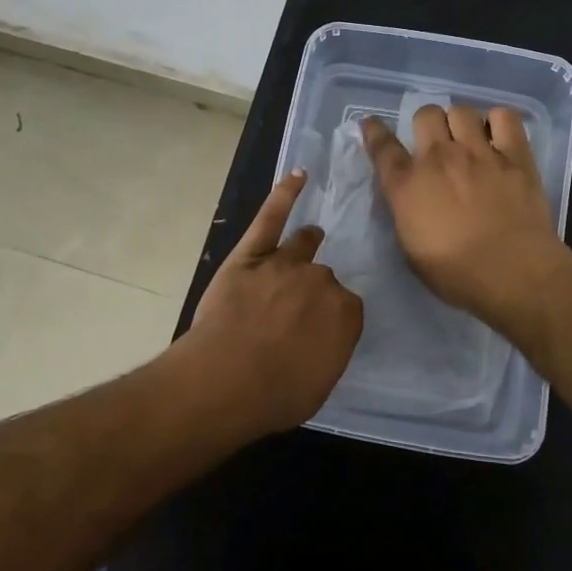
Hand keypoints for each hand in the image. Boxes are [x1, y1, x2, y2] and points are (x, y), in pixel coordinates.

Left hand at [186, 171, 363, 432]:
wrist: (225, 380)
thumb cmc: (275, 394)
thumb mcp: (319, 384)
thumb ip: (330, 351)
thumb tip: (326, 337)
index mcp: (345, 313)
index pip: (346, 308)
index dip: (330, 320)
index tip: (317, 333)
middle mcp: (321, 281)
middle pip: (323, 277)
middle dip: (312, 292)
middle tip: (295, 313)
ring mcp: (285, 263)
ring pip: (303, 246)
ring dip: (308, 243)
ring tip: (312, 236)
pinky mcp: (251, 254)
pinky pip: (271, 217)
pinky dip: (284, 194)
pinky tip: (297, 176)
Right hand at [361, 105, 567, 327]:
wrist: (512, 272)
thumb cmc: (456, 274)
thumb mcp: (411, 250)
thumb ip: (406, 214)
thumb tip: (411, 200)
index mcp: (408, 185)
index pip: (383, 146)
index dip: (375, 131)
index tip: (372, 124)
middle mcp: (439, 158)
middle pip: (426, 114)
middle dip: (427, 124)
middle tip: (436, 142)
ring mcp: (479, 153)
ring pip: (462, 111)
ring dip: (460, 122)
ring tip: (469, 139)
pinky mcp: (515, 155)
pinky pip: (505, 117)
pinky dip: (498, 121)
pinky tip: (499, 136)